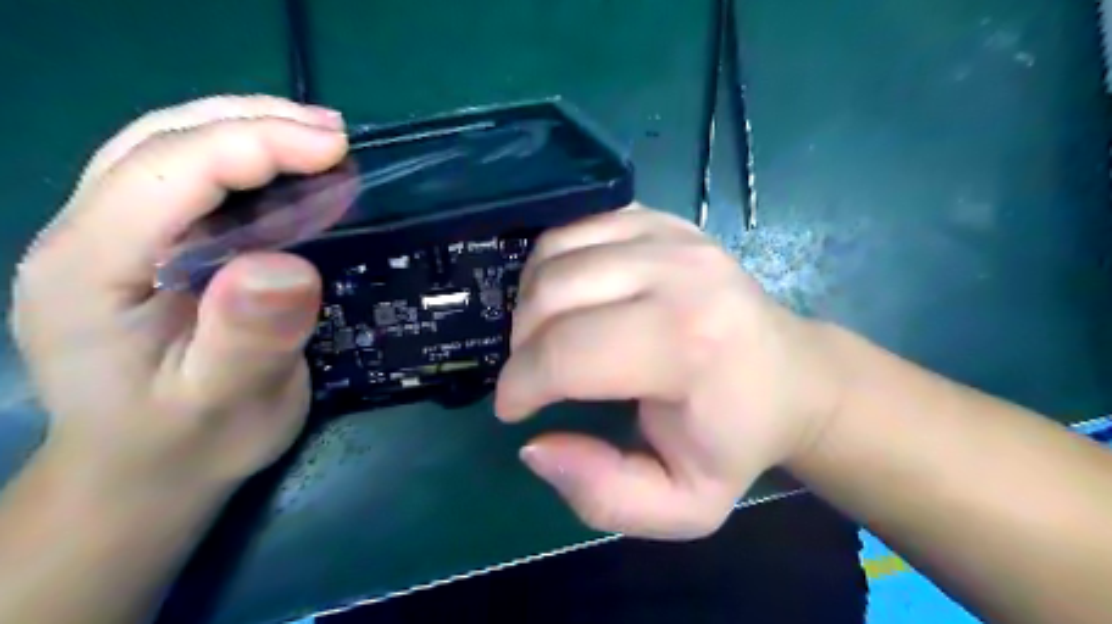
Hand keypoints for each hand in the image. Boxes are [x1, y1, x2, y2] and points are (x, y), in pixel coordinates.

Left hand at [9, 98, 345, 503]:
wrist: (149, 473)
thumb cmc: (188, 445)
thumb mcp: (224, 402)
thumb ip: (248, 337)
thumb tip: (289, 264)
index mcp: (88, 271)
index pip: (166, 172)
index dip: (253, 145)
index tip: (336, 148)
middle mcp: (86, 238)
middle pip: (158, 142)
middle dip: (251, 122)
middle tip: (335, 134)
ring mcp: (114, 240)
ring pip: (170, 150)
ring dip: (248, 130)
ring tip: (320, 138)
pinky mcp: (151, 249)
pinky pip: (193, 183)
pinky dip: (248, 162)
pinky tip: (291, 171)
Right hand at [495, 207, 842, 538]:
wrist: (792, 376)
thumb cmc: (737, 440)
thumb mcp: (681, 504)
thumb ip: (602, 494)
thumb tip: (534, 447)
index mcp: (688, 346)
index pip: (568, 354)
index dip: (520, 385)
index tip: (514, 410)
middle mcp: (679, 273)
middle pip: (551, 295)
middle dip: (521, 346)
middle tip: (534, 378)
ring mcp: (671, 236)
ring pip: (553, 253)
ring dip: (530, 303)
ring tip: (547, 340)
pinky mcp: (662, 220)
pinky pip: (576, 228)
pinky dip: (552, 264)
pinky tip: (569, 299)